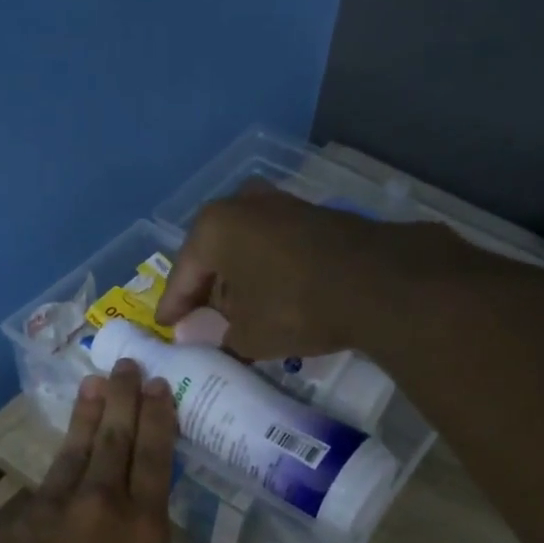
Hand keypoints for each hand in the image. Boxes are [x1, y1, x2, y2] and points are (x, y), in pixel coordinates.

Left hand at [0, 361, 176, 542]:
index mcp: (144, 529)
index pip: (156, 457)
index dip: (159, 418)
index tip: (159, 386)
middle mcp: (101, 505)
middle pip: (115, 438)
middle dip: (124, 397)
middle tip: (128, 365)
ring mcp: (52, 509)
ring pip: (75, 451)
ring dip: (87, 416)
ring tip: (93, 385)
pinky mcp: (15, 524)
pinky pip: (42, 494)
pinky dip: (55, 480)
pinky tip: (57, 478)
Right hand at [154, 181, 416, 359]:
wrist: (377, 282)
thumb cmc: (294, 306)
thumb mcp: (247, 334)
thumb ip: (219, 336)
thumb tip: (206, 338)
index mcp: (214, 227)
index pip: (183, 274)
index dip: (174, 306)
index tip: (166, 326)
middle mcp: (243, 204)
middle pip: (213, 255)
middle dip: (207, 290)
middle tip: (201, 321)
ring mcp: (282, 205)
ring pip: (245, 249)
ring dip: (238, 280)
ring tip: (237, 314)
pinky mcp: (313, 216)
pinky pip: (273, 248)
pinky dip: (266, 272)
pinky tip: (270, 297)